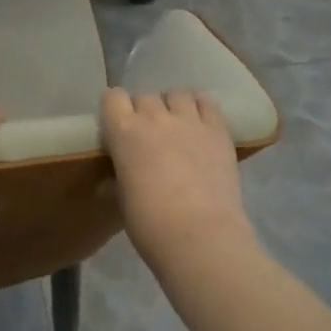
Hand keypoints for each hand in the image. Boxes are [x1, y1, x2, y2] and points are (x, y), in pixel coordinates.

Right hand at [100, 89, 255, 276]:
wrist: (200, 236)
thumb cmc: (150, 223)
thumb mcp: (122, 199)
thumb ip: (118, 177)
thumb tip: (113, 178)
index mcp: (124, 132)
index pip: (112, 98)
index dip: (114, 109)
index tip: (116, 126)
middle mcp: (155, 117)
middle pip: (144, 96)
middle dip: (143, 111)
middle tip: (148, 135)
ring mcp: (190, 120)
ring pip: (177, 94)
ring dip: (172, 106)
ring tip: (177, 126)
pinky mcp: (218, 130)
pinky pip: (207, 103)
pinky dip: (200, 109)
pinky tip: (200, 125)